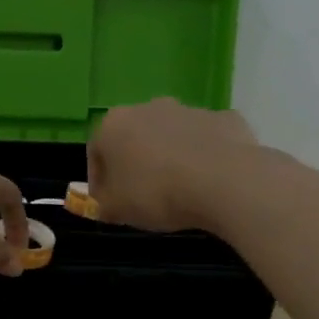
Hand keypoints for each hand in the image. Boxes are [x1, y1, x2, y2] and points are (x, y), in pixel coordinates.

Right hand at [86, 98, 257, 231]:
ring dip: (169, 158)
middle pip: (134, 138)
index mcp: (114, 125)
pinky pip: (205, 140)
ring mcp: (189, 109)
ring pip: (171, 136)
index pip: (95, 152)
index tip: (107, 203)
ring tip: (178, 190)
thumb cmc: (156, 193)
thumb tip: (106, 203)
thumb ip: (104, 205)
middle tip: (141, 195)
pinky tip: (209, 181)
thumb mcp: (117, 210)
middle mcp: (148, 108)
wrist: (223, 180)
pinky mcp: (223, 118)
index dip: (98, 180)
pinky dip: (203, 156)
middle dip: (135, 164)